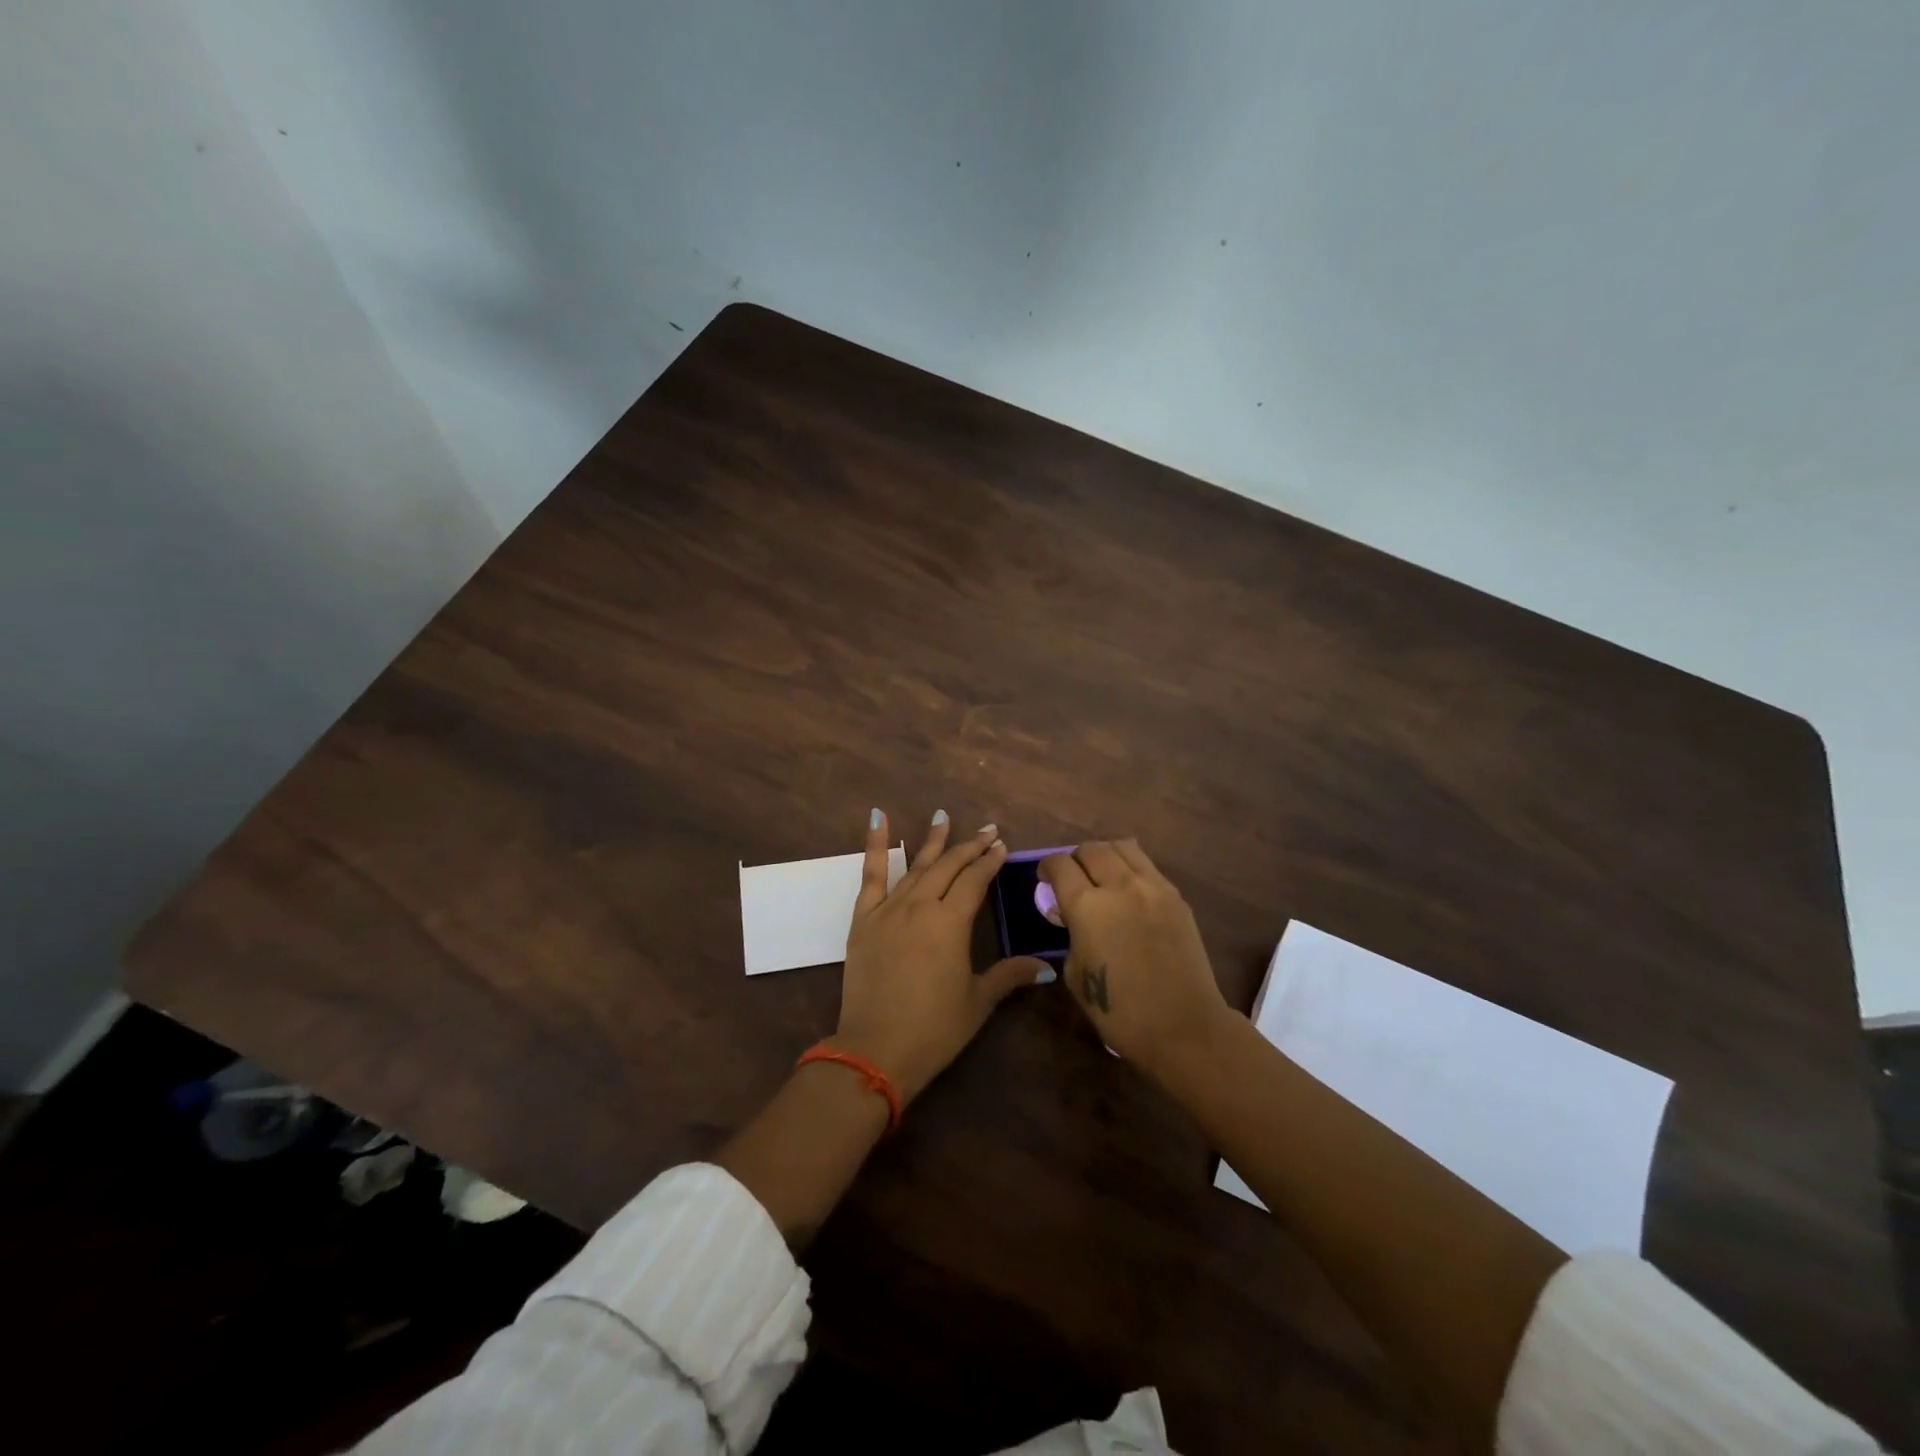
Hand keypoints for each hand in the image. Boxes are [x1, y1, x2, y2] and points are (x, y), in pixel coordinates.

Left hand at [836, 810, 1050, 1103]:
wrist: (875, 1048)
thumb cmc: (934, 1028)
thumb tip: (1045, 967)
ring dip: (932, 841)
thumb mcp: (977, 1001)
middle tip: (986, 830)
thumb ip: (1009, 976)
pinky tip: (878, 818)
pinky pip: (870, 875)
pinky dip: (875, 845)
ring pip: (915, 865)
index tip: (1001, 845)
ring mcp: (889, 909)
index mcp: (951, 923)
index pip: (975, 881)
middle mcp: (920, 906)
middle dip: (969, 847)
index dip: (989, 862)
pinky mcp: (863, 919)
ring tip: (943, 816)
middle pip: (948, 867)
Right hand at [1039, 840, 1230, 1075]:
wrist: (1183, 1026)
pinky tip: (1129, 891)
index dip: (1047, 867)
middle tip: (1073, 879)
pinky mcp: (1176, 896)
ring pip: (1122, 847)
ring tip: (1102, 876)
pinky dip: (1131, 869)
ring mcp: (1152, 887)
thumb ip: (1070, 935)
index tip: (1045, 879)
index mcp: (1087, 907)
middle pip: (1090, 849)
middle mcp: (1119, 886)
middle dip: (1075, 860)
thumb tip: (1071, 917)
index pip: (1060, 865)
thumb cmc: (1119, 1011)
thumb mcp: (1075, 974)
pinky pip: (1147, 866)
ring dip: (1105, 856)